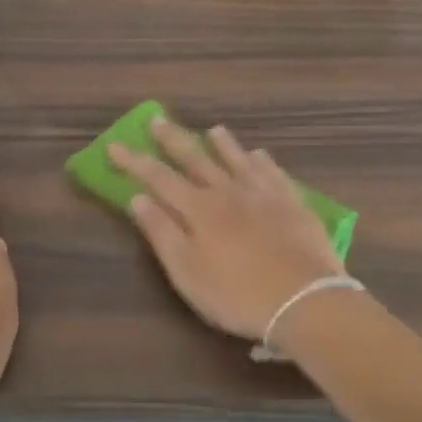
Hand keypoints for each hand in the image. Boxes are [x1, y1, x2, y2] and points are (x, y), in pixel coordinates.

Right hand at [110, 119, 346, 342]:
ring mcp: (264, 195)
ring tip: (213, 130)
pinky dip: (263, 162)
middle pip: (196, 159)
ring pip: (238, 160)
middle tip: (158, 120)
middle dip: (173, 140)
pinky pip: (274, 174)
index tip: (115, 146)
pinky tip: (260, 156)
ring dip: (223, 144)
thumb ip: (161, 233)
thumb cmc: (236, 294)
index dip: (134, 162)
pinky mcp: (293, 205)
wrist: (306, 301)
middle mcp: (228, 192)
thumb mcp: (187, 272)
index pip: (158, 178)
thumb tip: (137, 198)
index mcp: (198, 209)